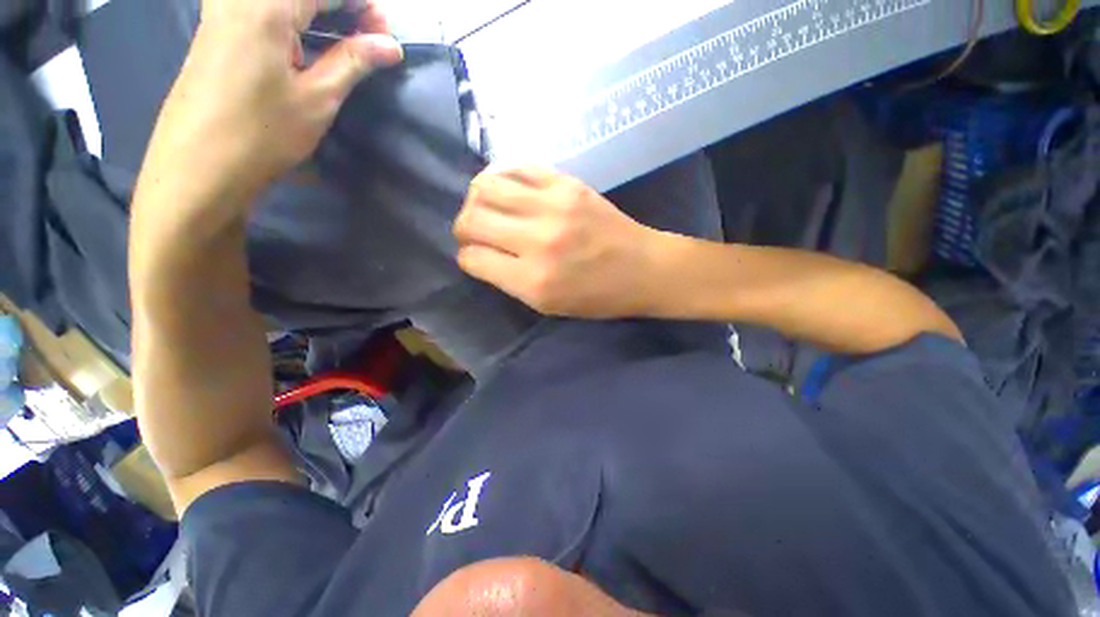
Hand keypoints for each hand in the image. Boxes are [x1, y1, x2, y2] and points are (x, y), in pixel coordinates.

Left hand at [140, 0, 402, 206]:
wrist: (199, 165)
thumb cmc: (262, 133)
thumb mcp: (317, 99)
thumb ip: (353, 62)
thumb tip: (390, 45)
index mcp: (266, 5)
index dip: (363, 7)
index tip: (386, 40)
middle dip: (342, 7)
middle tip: (368, 41)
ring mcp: (223, 8)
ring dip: (319, 12)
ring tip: (344, 43)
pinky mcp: (217, 27)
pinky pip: (262, 7)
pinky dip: (294, 18)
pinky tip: (307, 42)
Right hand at [453, 168, 665, 318]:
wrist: (643, 269)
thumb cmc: (597, 297)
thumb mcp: (547, 305)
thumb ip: (508, 280)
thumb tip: (479, 253)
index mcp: (533, 280)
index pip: (473, 258)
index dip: (468, 257)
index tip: (476, 256)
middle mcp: (538, 240)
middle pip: (471, 218)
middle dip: (463, 227)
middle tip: (474, 231)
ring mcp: (553, 205)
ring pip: (486, 186)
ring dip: (476, 199)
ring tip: (487, 207)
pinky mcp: (568, 183)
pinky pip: (517, 167)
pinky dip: (502, 176)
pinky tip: (507, 188)